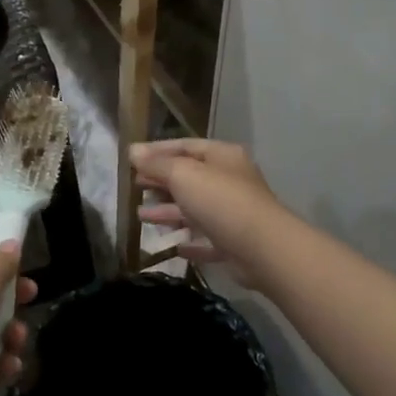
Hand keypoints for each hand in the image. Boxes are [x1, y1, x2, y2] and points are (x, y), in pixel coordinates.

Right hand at [132, 139, 284, 279]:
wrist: (263, 249)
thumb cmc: (221, 201)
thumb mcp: (183, 175)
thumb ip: (157, 164)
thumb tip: (133, 150)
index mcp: (222, 156)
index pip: (185, 146)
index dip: (157, 150)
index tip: (131, 158)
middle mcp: (230, 180)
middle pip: (189, 177)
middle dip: (161, 182)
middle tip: (135, 186)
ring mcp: (233, 213)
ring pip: (195, 209)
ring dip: (168, 212)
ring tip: (141, 217)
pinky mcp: (234, 243)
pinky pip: (207, 239)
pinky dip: (190, 241)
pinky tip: (173, 246)